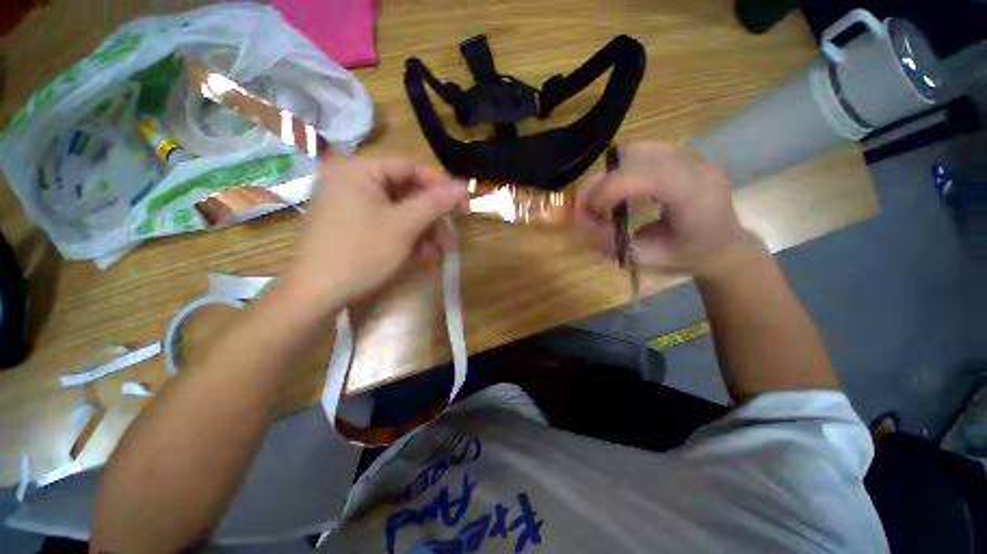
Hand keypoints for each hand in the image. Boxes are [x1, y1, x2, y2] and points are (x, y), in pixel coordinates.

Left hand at [282, 156, 465, 312]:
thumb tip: (463, 186)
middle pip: (407, 191)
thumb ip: (435, 202)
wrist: (318, 295)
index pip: (411, 167)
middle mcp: (353, 180)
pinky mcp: (352, 224)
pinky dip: (407, 238)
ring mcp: (351, 203)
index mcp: (359, 169)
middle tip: (452, 237)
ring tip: (439, 254)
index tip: (462, 206)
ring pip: (400, 211)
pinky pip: (387, 223)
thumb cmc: (362, 253)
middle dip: (433, 218)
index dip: (440, 186)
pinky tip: (423, 257)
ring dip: (424, 232)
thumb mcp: (404, 226)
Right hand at [575, 142, 762, 279]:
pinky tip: (625, 187)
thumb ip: (607, 239)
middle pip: (638, 155)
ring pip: (639, 148)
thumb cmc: (685, 256)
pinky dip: (624, 167)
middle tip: (592, 205)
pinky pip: (645, 150)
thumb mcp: (643, 257)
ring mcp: (694, 156)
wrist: (724, 245)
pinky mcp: (687, 153)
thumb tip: (576, 219)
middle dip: (605, 180)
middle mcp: (697, 168)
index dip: (610, 189)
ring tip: (608, 197)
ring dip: (613, 172)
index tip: (589, 211)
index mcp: (695, 198)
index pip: (648, 177)